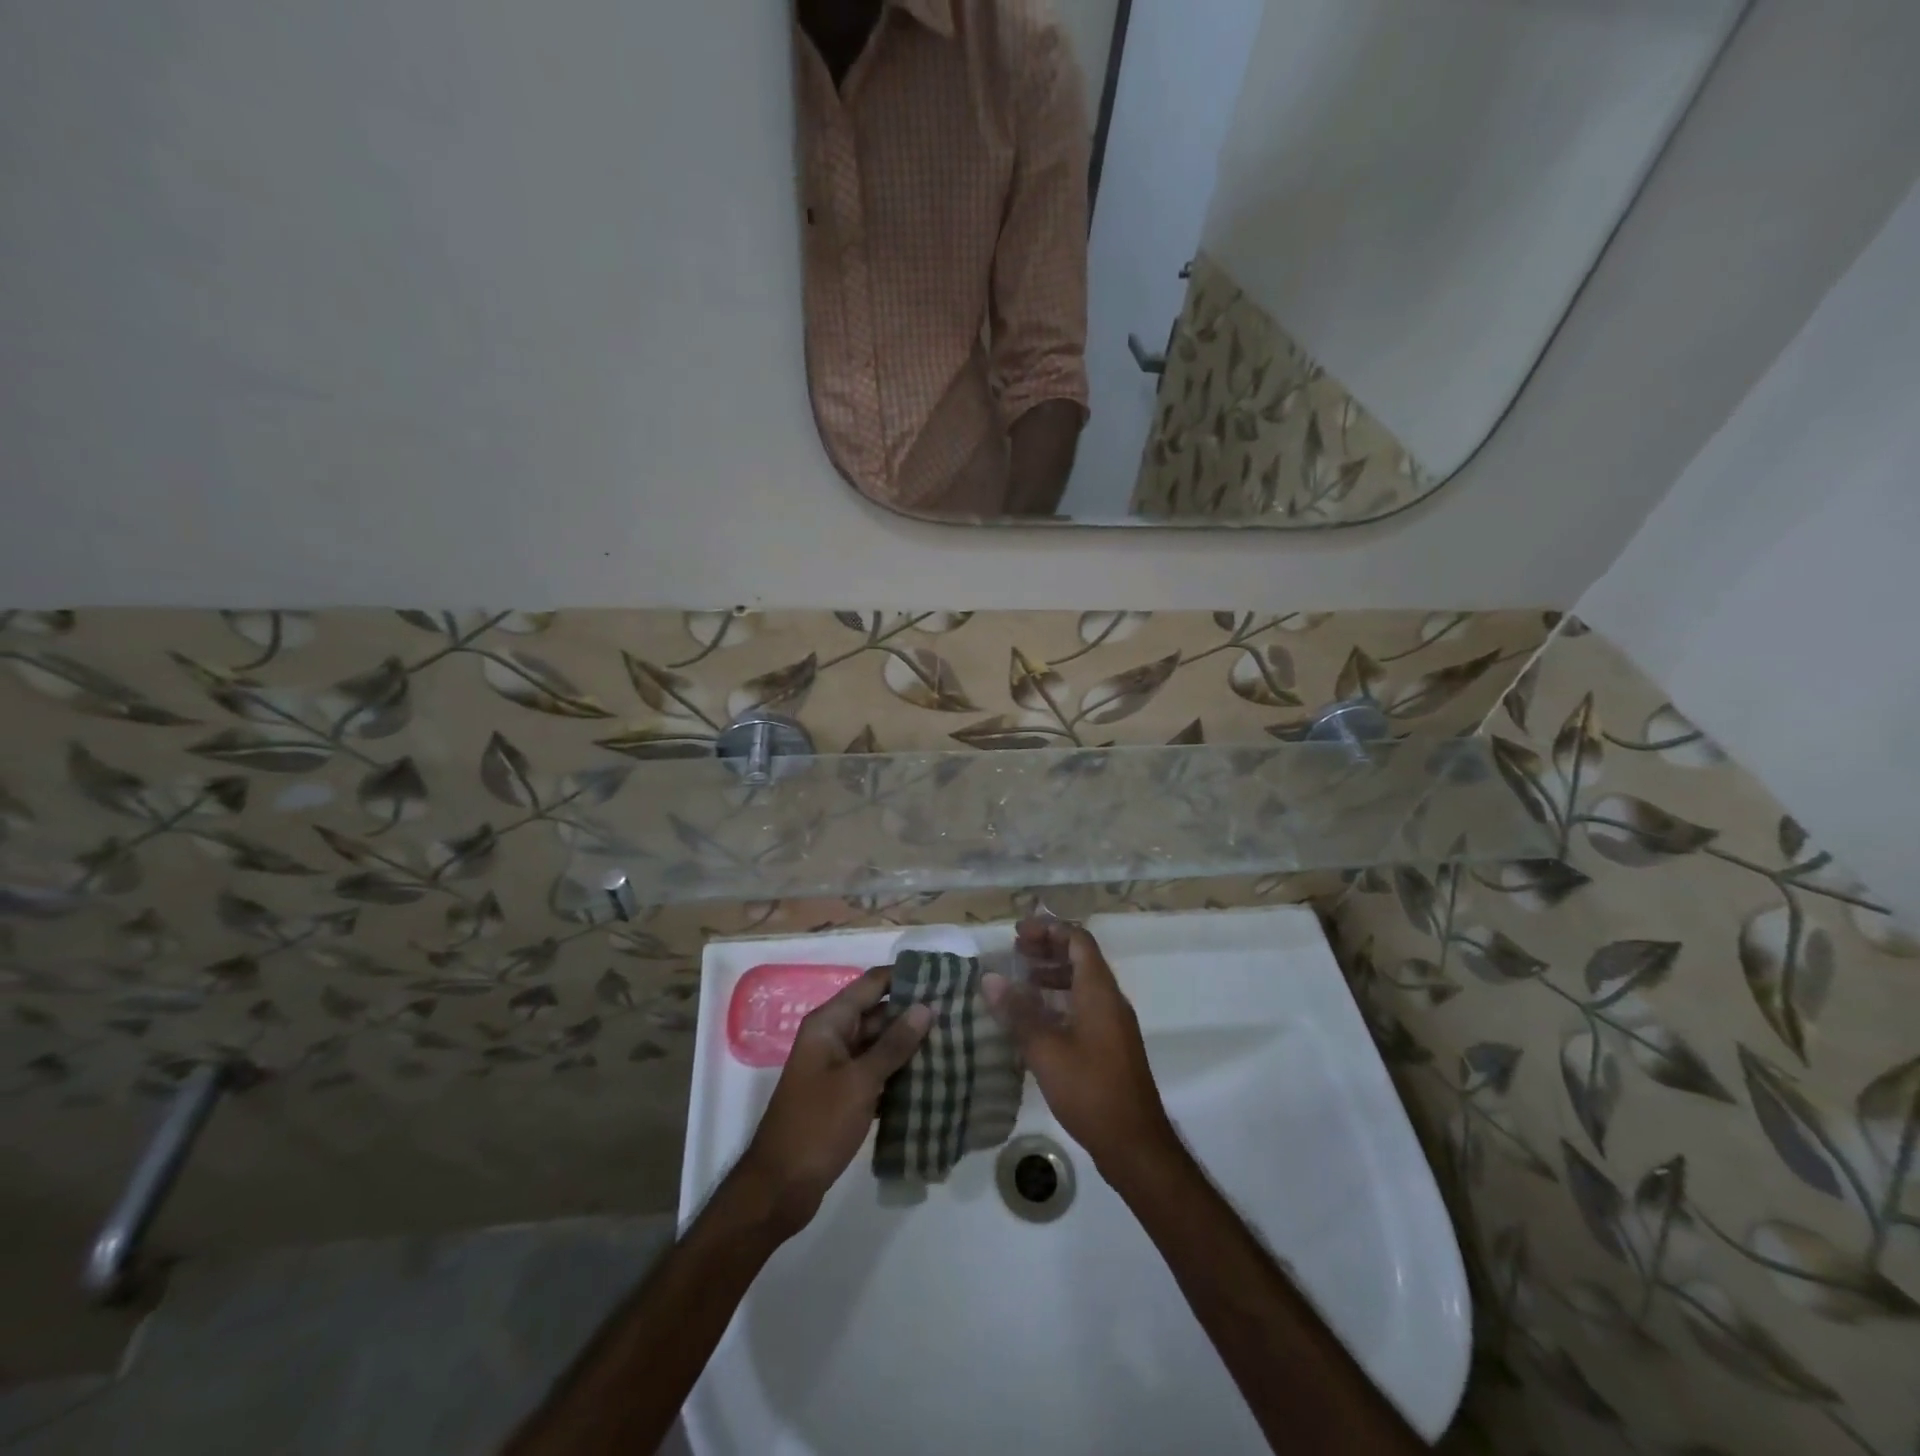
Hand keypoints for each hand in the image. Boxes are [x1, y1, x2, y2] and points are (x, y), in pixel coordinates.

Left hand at [735, 966, 932, 1235]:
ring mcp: (838, 1067)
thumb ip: (893, 1044)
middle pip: (878, 1013)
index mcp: (829, 1023)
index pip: (872, 984)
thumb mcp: (859, 1082)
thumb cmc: (817, 1125)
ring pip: (880, 1045)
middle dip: (914, 1013)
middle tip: (958, 1013)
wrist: (780, 1188)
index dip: (904, 977)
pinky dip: (899, 1073)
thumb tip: (925, 1007)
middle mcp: (833, 1037)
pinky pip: (877, 1072)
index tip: (943, 977)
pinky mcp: (844, 1095)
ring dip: (910, 1045)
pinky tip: (933, 1078)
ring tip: (955, 1041)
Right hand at [983, 921, 1175, 1176]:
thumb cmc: (1091, 1090)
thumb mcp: (1046, 1050)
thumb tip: (990, 978)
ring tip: (1021, 981)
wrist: (1135, 1144)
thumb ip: (1018, 1012)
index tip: (1017, 933)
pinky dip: (1059, 1000)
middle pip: (1081, 957)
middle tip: (1015, 952)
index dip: (1048, 929)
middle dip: (1048, 948)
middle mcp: (1109, 999)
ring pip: (1082, 983)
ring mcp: (1113, 1023)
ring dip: (1052, 974)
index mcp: (1099, 991)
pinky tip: (1036, 1019)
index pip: (1077, 940)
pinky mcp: (1110, 1045)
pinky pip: (1084, 1006)